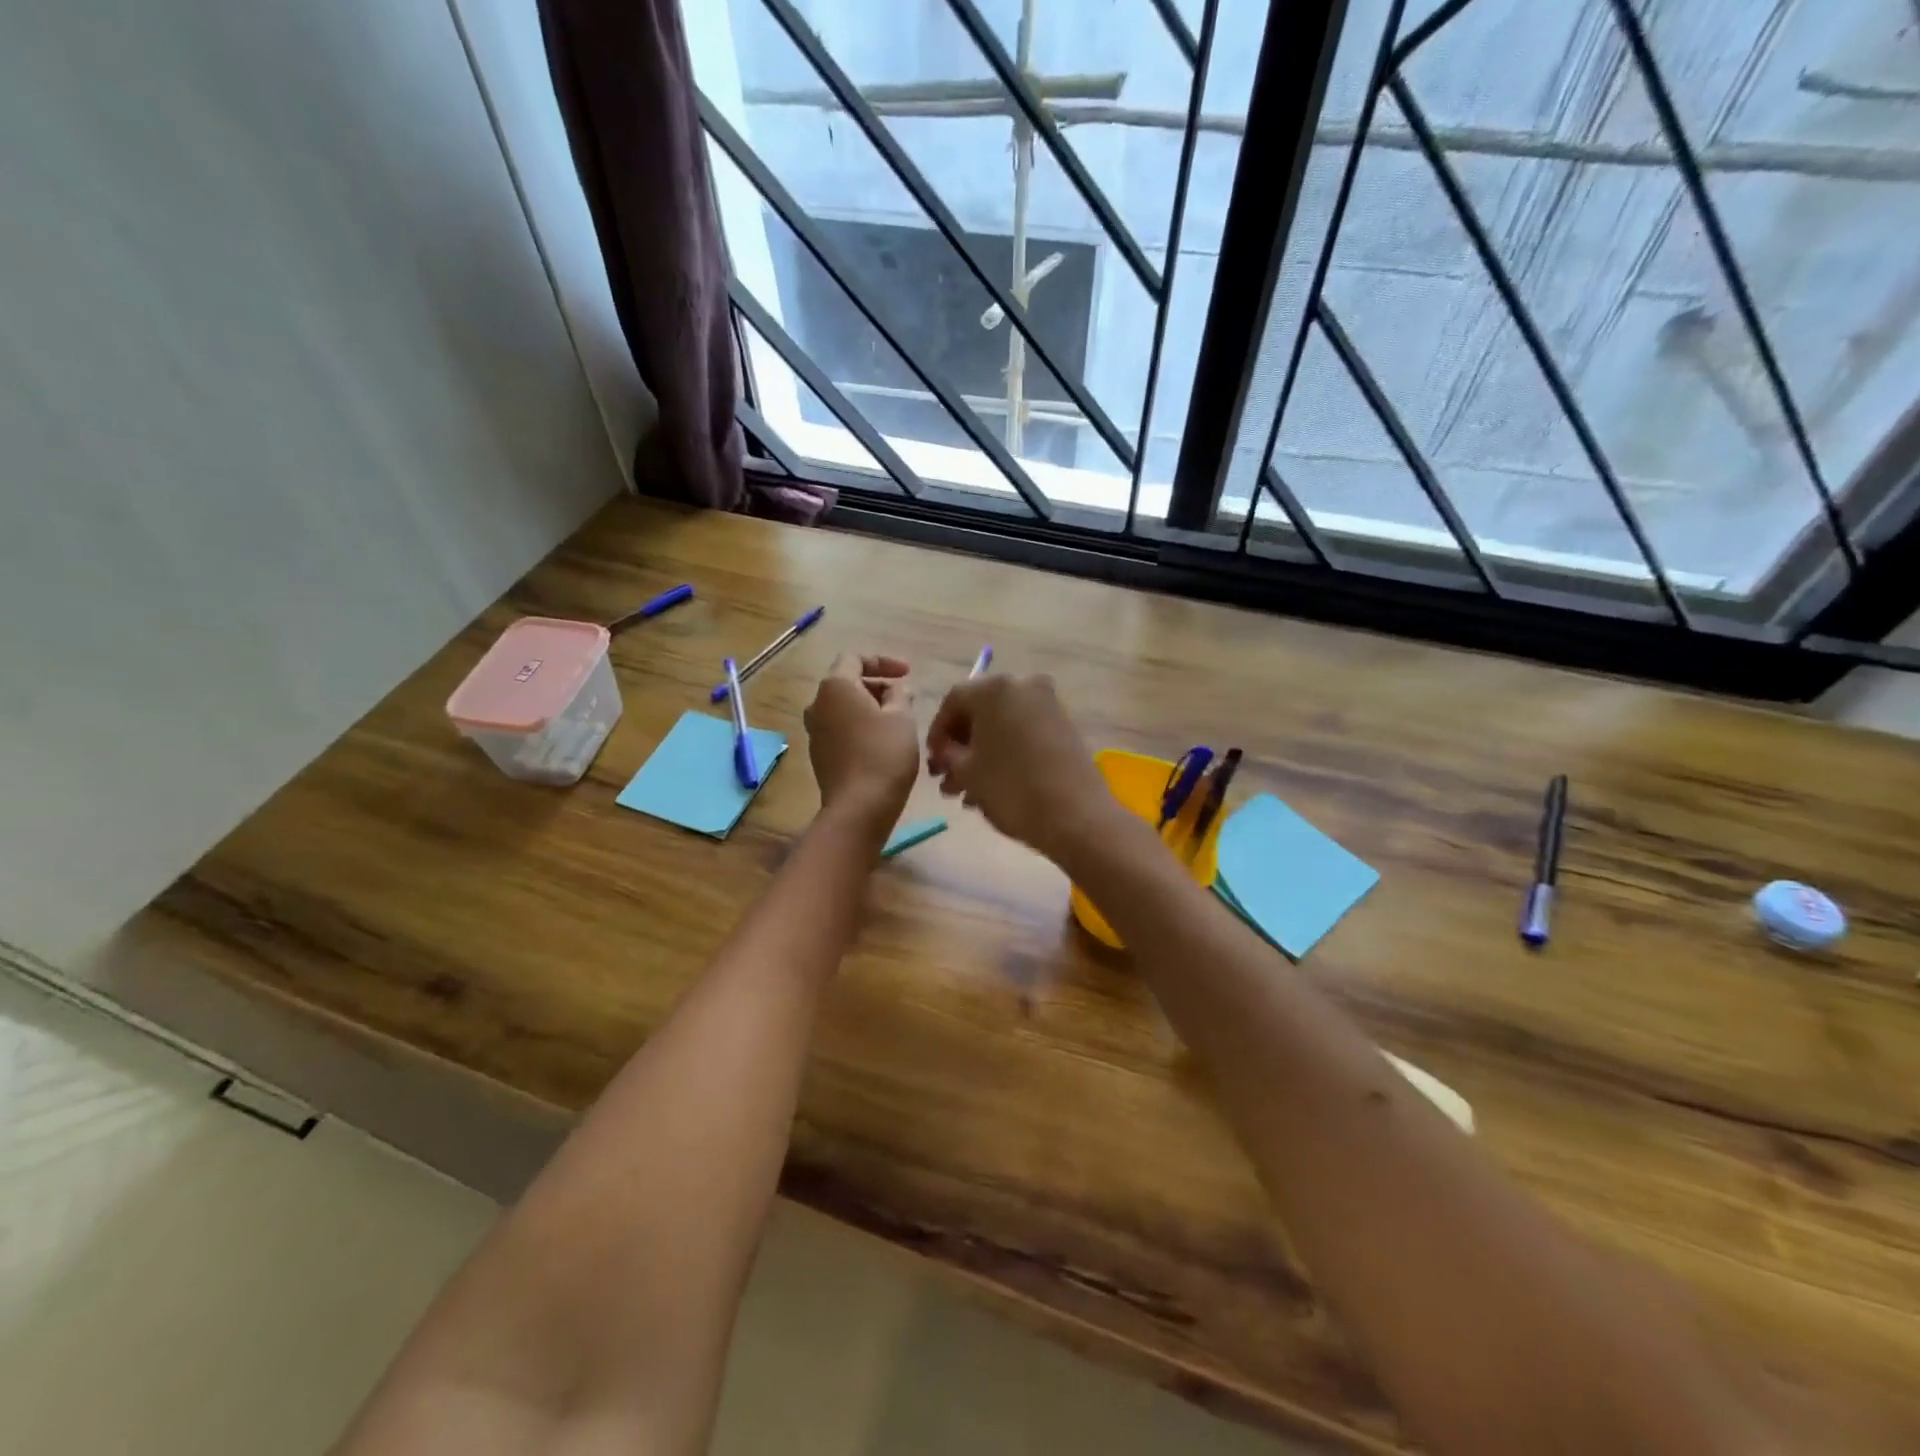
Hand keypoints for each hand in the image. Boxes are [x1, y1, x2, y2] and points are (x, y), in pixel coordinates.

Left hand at [804, 653, 919, 827]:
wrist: (859, 808)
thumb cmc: (884, 755)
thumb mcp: (902, 717)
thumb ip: (900, 695)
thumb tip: (895, 690)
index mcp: (835, 687)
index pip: (854, 658)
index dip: (883, 662)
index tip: (907, 674)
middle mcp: (817, 704)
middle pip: (847, 683)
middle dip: (877, 686)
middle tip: (905, 699)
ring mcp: (815, 732)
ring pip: (843, 708)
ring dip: (869, 708)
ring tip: (897, 721)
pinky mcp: (819, 755)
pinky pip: (841, 729)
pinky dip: (860, 727)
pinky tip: (882, 743)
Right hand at [925, 673, 1113, 860]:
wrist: (1076, 816)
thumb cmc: (1011, 789)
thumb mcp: (967, 773)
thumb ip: (947, 755)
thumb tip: (944, 752)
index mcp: (994, 689)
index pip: (953, 700)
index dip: (937, 732)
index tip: (932, 761)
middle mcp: (1023, 685)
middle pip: (980, 711)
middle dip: (960, 746)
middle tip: (947, 778)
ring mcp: (1048, 704)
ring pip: (1003, 725)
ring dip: (981, 754)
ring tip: (967, 793)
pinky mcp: (1065, 725)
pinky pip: (1024, 732)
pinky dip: (1006, 752)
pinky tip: (993, 786)